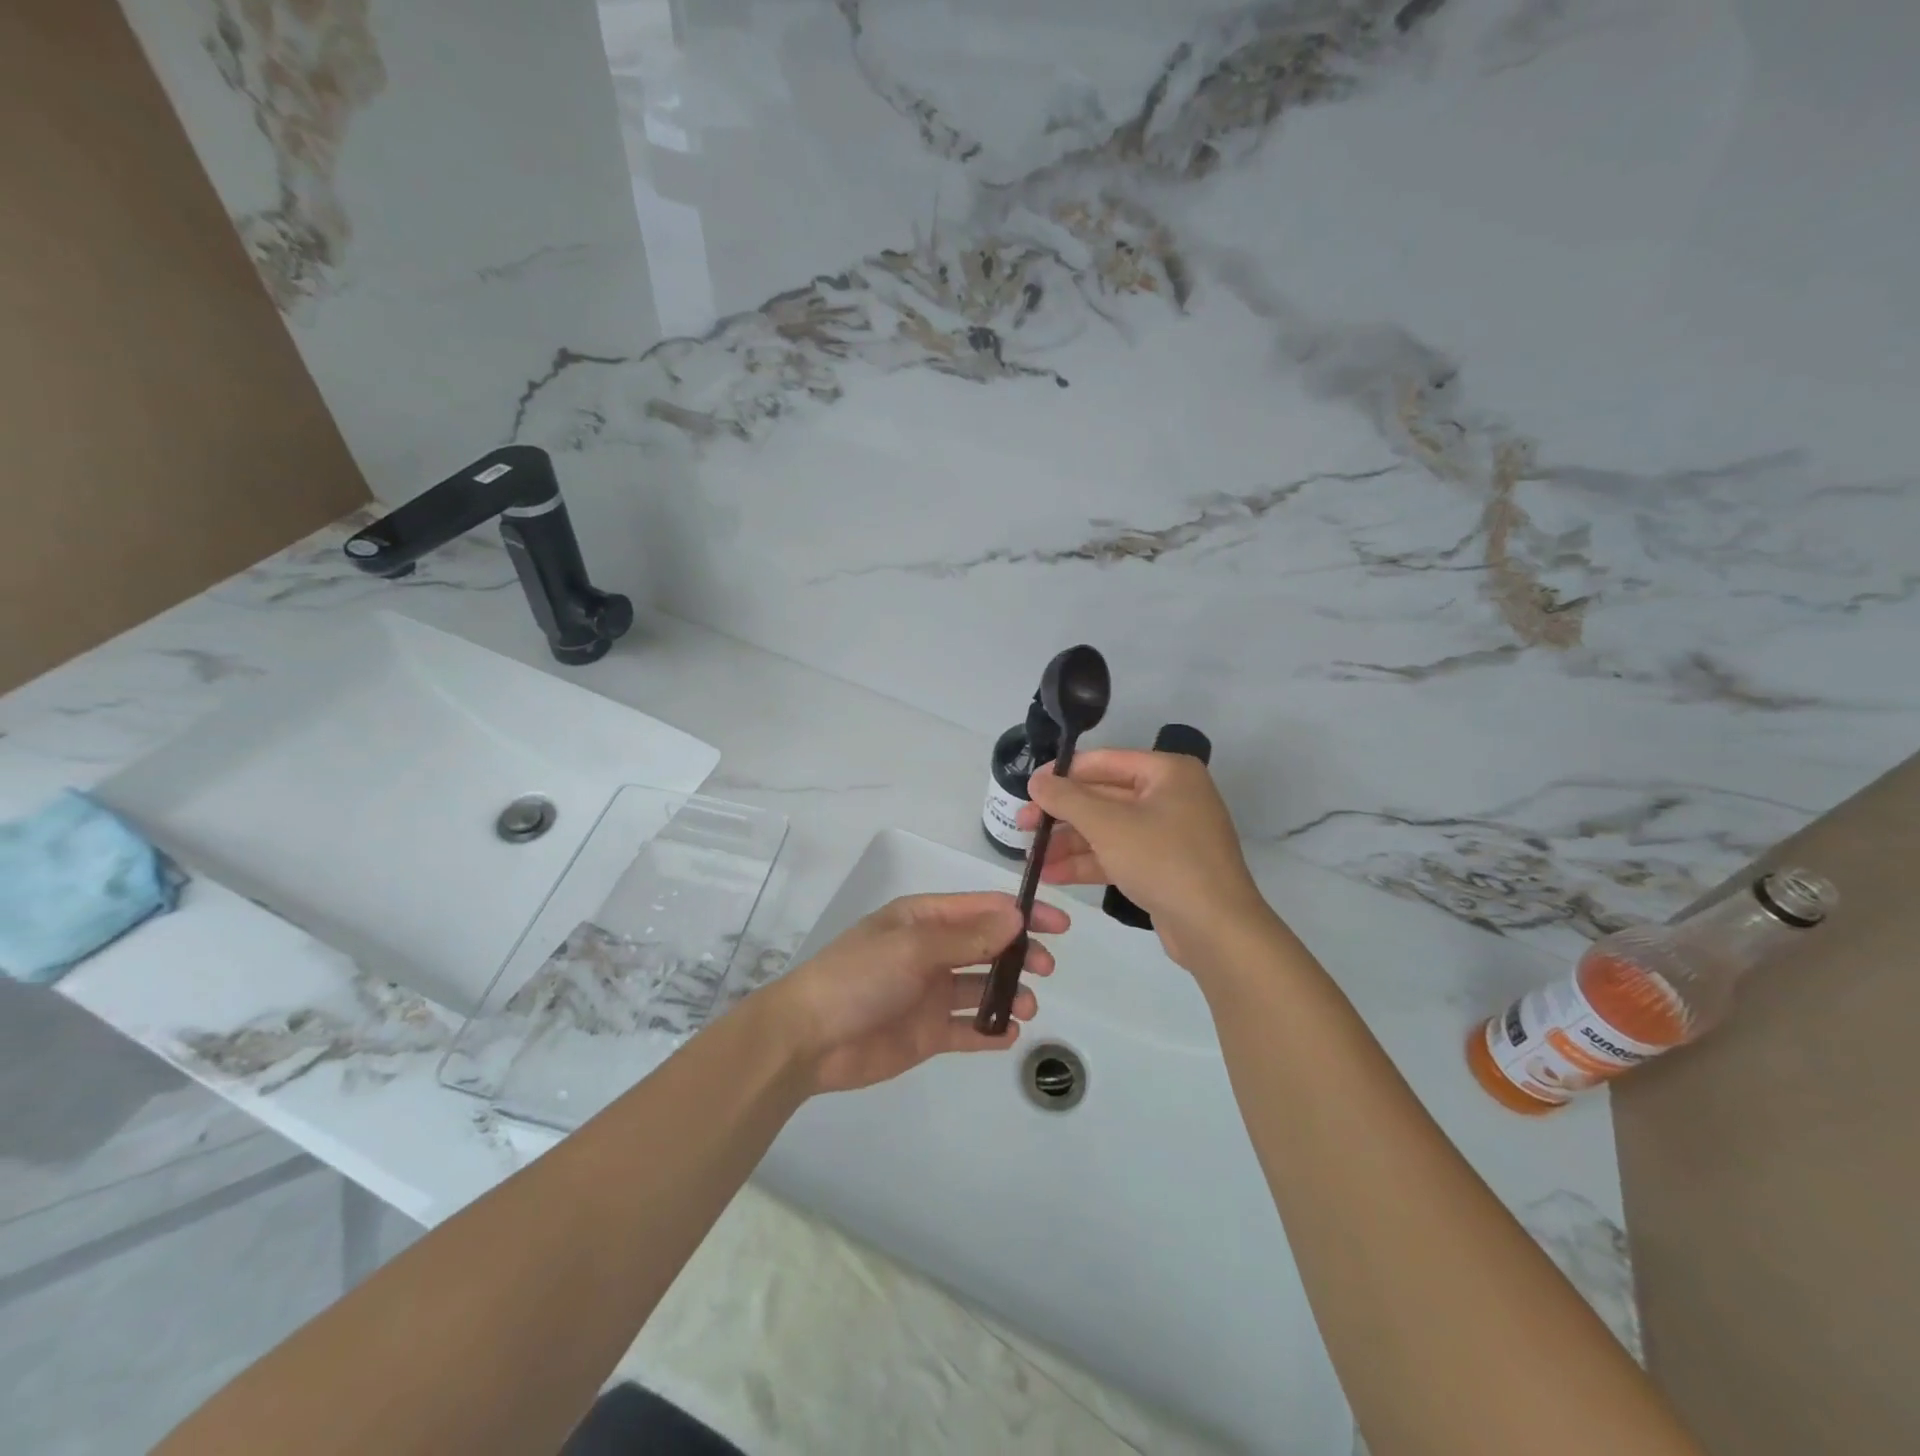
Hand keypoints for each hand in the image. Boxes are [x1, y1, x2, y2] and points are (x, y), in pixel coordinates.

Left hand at [769, 892, 1067, 1093]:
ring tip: (1027, 1007)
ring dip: (1009, 992)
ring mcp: (930, 993)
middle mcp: (931, 952)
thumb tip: (1017, 919)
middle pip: (987, 946)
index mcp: (923, 919)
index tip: (1058, 925)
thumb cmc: (860, 977)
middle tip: (1046, 968)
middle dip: (1020, 953)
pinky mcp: (927, 1032)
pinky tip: (1008, 1033)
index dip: (1021, 913)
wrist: (809, 1039)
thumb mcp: (913, 948)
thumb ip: (967, 938)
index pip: (982, 909)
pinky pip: (968, 1028)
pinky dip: (990, 1030)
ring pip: (982, 987)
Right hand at [1021, 748, 1276, 974]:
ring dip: (1069, 843)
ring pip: (1109, 830)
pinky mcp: (1165, 867)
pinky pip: (1119, 855)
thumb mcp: (1108, 824)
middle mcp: (1171, 796)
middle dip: (1062, 815)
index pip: (1104, 762)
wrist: (1216, 929)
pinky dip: (1088, 863)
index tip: (1027, 788)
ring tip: (1030, 857)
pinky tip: (1052, 875)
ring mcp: (1169, 834)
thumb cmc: (1163, 861)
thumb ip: (1066, 798)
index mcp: (1168, 772)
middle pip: (1104, 797)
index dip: (1062, 774)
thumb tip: (1036, 779)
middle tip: (1021, 826)